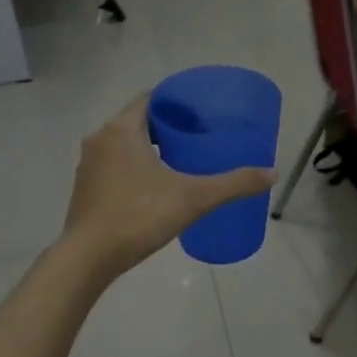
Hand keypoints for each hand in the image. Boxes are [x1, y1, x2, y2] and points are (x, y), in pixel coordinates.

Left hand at [61, 93, 274, 279]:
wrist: (89, 257)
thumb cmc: (139, 216)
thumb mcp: (194, 198)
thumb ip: (234, 184)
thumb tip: (272, 173)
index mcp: (122, 130)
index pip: (151, 99)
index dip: (177, 102)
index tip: (200, 114)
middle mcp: (100, 139)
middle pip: (137, 122)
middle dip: (166, 128)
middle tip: (197, 139)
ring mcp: (87, 166)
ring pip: (123, 146)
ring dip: (148, 150)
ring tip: (179, 163)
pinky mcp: (84, 190)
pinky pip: (113, 168)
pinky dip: (133, 170)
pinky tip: (153, 189)